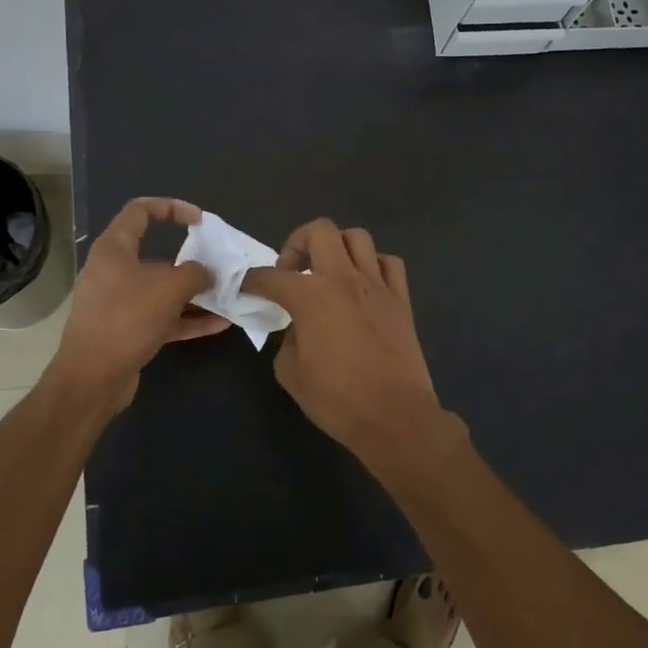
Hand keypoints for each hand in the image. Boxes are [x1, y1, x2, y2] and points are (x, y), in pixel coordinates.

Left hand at [47, 198, 230, 414]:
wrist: (92, 378)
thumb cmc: (127, 319)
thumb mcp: (169, 288)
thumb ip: (196, 274)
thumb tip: (207, 274)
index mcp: (114, 248)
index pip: (140, 210)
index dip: (171, 207)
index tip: (199, 221)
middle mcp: (114, 271)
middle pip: (156, 254)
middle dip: (191, 261)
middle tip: (218, 266)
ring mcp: (119, 303)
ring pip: (161, 290)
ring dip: (193, 294)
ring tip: (226, 297)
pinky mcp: (126, 331)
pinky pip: (162, 317)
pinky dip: (187, 319)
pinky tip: (219, 325)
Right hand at [242, 220, 462, 470]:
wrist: (395, 417)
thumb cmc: (336, 399)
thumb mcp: (291, 372)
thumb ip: (287, 338)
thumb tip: (297, 326)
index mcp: (310, 296)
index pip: (271, 276)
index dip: (252, 280)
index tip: (246, 287)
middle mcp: (343, 278)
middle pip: (319, 230)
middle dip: (297, 243)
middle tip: (291, 271)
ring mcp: (377, 285)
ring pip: (357, 237)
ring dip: (336, 247)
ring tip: (328, 273)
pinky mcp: (401, 299)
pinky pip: (388, 263)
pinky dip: (373, 266)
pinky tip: (363, 285)